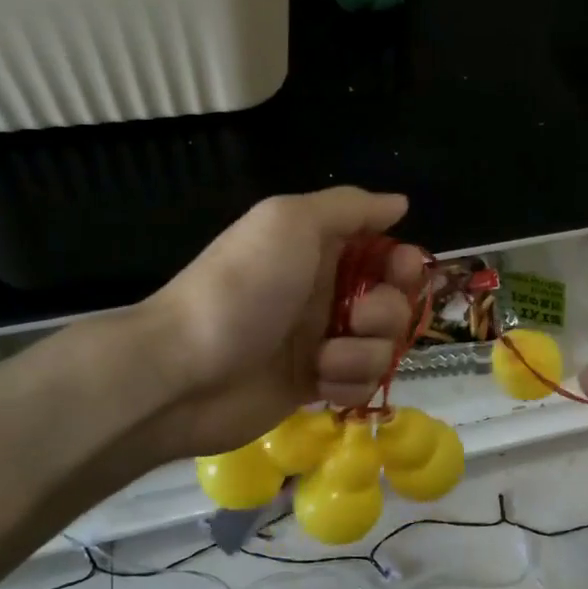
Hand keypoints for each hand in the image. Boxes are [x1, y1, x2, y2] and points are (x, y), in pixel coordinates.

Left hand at [127, 189, 425, 460]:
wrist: (186, 371)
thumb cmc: (242, 288)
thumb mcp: (290, 221)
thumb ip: (349, 207)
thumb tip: (399, 203)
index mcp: (320, 249)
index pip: (384, 250)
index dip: (401, 262)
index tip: (399, 272)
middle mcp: (326, 291)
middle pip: (394, 300)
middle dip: (387, 312)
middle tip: (355, 319)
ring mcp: (323, 340)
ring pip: (383, 345)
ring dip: (363, 353)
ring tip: (324, 358)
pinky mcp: (317, 383)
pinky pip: (363, 383)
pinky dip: (347, 383)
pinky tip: (319, 384)